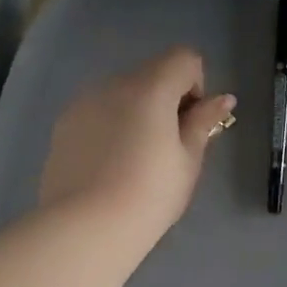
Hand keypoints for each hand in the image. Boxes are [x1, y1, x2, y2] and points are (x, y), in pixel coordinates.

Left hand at [38, 48, 235, 262]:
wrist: (86, 227)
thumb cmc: (150, 195)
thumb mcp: (188, 161)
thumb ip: (203, 122)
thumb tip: (223, 99)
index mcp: (150, 88)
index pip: (184, 59)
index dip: (196, 86)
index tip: (191, 125)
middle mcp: (113, 84)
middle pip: (151, 74)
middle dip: (166, 101)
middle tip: (168, 149)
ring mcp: (83, 103)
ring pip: (122, 94)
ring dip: (137, 114)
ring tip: (135, 162)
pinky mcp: (63, 126)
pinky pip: (98, 113)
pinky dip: (111, 128)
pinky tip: (109, 168)